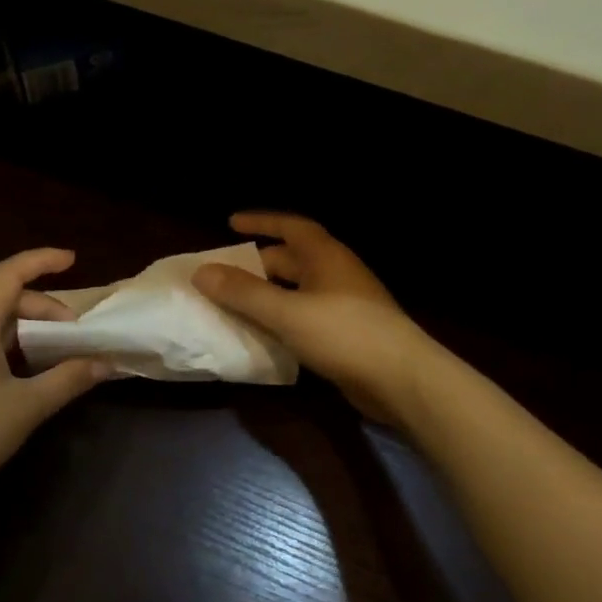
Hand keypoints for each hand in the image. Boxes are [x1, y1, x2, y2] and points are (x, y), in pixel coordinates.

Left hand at [0, 248, 106, 503]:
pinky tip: (31, 373)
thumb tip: (105, 363)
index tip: (73, 260)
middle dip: (45, 308)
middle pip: (5, 299)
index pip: (8, 274)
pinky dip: (13, 347)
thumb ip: (68, 379)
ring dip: (30, 330)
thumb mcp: (27, 406)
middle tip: (76, 333)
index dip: (41, 261)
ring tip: (60, 352)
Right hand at [193, 213, 438, 423]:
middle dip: (258, 264)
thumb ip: (243, 293)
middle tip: (225, 275)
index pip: (291, 226)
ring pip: (298, 291)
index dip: (261, 222)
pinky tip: (265, 335)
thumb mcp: (287, 312)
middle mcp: (336, 274)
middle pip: (292, 260)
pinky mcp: (347, 334)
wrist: (401, 379)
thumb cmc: (344, 334)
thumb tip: (201, 272)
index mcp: (326, 257)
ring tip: (236, 305)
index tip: (231, 223)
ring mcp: (345, 305)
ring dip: (268, 295)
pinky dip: (283, 320)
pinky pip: (305, 317)